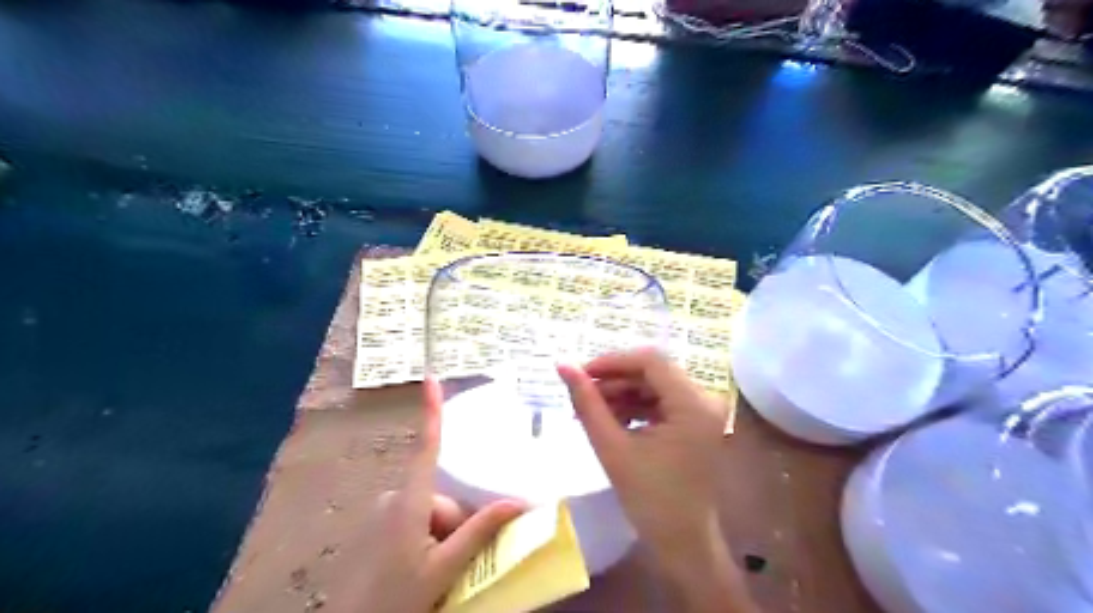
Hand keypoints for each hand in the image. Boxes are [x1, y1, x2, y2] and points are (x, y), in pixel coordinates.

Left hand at [348, 379, 521, 612]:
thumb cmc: (397, 599)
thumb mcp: (444, 568)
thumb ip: (479, 532)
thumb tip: (519, 502)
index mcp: (410, 502)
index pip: (427, 448)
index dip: (431, 412)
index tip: (431, 378)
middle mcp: (396, 499)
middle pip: (443, 497)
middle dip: (457, 525)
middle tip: (457, 563)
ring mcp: (386, 514)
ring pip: (433, 513)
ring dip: (445, 536)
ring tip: (442, 571)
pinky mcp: (382, 527)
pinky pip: (418, 522)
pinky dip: (430, 539)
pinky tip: (426, 567)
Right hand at [559, 349, 757, 612]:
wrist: (682, 543)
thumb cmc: (649, 500)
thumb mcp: (612, 447)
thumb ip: (587, 403)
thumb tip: (562, 365)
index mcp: (693, 405)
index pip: (650, 361)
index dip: (612, 361)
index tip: (580, 374)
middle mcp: (705, 400)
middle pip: (654, 371)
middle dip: (614, 379)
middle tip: (581, 394)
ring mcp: (704, 411)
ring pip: (655, 385)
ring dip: (622, 393)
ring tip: (590, 410)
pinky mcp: (697, 422)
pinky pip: (662, 401)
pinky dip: (635, 406)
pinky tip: (611, 419)